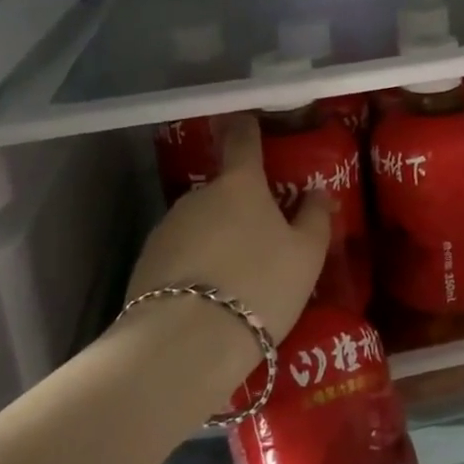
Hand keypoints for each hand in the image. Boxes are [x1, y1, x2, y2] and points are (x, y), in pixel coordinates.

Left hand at [124, 115, 330, 382]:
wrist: (185, 343)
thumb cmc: (259, 285)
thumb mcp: (306, 255)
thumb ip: (315, 218)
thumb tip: (318, 192)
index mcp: (239, 185)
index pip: (242, 140)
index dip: (246, 127)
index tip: (247, 119)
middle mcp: (198, 196)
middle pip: (223, 190)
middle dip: (240, 207)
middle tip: (262, 239)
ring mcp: (167, 228)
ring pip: (201, 224)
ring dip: (217, 239)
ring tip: (236, 279)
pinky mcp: (145, 263)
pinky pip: (180, 254)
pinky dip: (195, 266)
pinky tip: (208, 299)